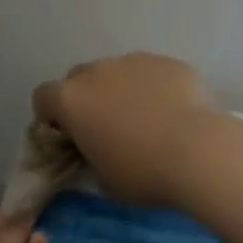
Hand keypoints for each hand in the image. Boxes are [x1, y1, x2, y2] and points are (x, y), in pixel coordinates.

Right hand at [33, 53, 221, 204]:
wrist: (199, 152)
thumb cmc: (142, 173)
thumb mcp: (104, 180)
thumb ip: (90, 160)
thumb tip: (95, 155)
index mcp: (71, 100)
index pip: (43, 98)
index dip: (51, 117)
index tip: (68, 137)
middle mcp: (97, 72)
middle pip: (78, 78)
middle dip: (86, 99)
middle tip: (105, 128)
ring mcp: (134, 61)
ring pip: (117, 72)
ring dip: (120, 90)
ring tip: (145, 119)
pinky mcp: (167, 62)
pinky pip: (151, 73)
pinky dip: (154, 88)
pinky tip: (172, 113)